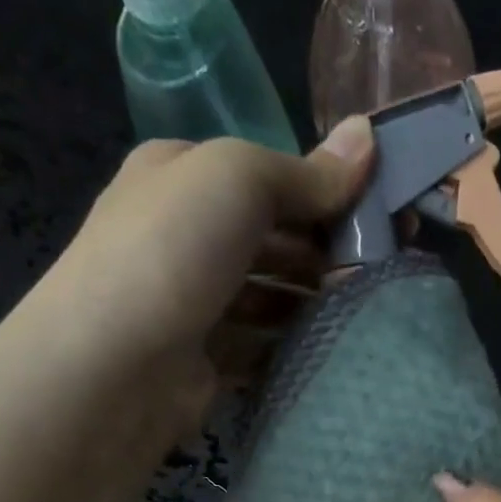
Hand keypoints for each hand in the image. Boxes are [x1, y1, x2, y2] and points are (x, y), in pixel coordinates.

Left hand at [26, 119, 374, 417]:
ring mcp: (196, 301)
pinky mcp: (209, 359)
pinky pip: (265, 345)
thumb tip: (369, 135)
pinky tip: (334, 349)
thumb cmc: (172, 252)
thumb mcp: (238, 181)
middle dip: (328, 252)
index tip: (386, 217)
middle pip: (275, 238)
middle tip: (385, 271)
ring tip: (367, 312)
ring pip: (273, 295)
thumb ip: (306, 171)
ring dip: (317, 302)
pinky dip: (296, 345)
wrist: (114, 366)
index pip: (269, 178)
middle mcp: (187, 234)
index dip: (328, 191)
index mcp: (184, 176)